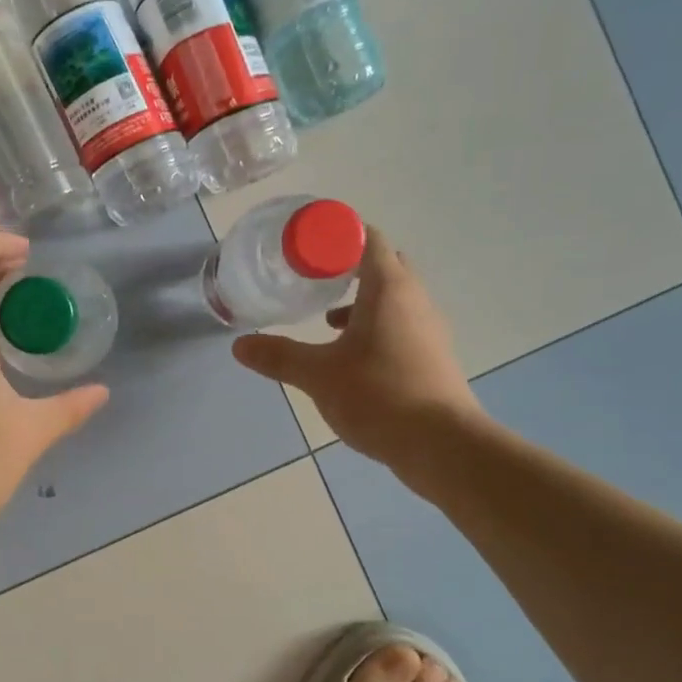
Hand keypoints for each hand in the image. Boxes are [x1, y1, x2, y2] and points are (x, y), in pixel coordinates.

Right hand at [231, 229, 482, 469]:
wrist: (442, 445)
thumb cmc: (379, 395)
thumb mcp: (318, 375)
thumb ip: (279, 356)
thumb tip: (240, 345)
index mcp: (389, 289)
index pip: (368, 239)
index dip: (337, 236)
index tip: (306, 247)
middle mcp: (414, 300)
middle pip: (384, 266)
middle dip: (349, 268)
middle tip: (313, 279)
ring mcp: (428, 330)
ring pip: (394, 299)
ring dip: (362, 302)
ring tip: (326, 320)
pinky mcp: (432, 357)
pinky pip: (401, 326)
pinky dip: (375, 329)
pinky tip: (351, 356)